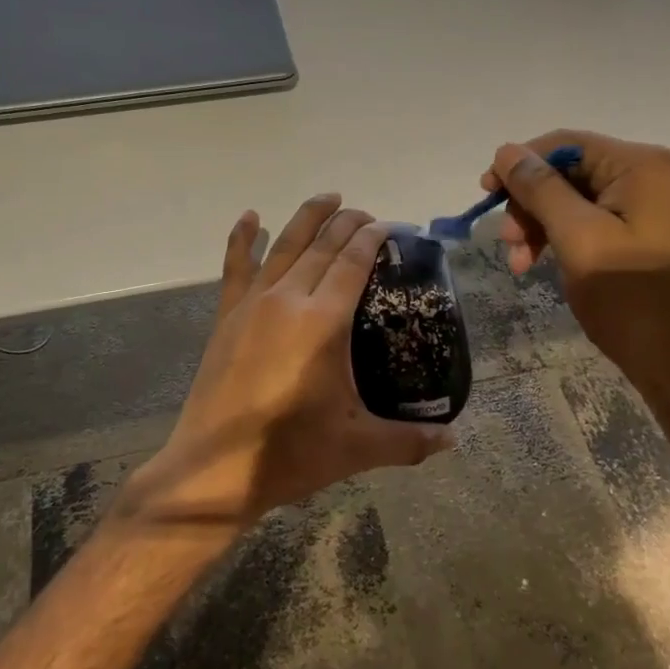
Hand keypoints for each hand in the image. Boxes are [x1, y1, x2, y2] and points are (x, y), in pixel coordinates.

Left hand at [122, 195, 454, 533]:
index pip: (353, 262)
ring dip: (308, 217)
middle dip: (348, 223)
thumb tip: (454, 440)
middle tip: (368, 215)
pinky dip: (243, 238)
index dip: (372, 237)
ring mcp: (253, 304)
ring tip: (328, 197)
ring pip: (284, 245)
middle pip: (322, 246)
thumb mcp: (358, 447)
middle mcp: (288, 299)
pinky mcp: (227, 316)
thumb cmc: (290, 454)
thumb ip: (410, 441)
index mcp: (323, 321)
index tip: (390, 226)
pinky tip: (250, 216)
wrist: (214, 471)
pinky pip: (236, 266)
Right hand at [482, 130, 669, 374]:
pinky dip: (566, 237)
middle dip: (532, 203)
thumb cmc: (631, 299)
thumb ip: (540, 189)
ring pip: (580, 198)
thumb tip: (506, 151)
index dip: (520, 165)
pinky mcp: (654, 232)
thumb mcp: (578, 239)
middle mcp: (657, 174)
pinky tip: (544, 262)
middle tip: (506, 242)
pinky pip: (598, 219)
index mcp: (645, 166)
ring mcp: (659, 205)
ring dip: (543, 224)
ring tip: (519, 262)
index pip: (566, 145)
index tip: (485, 194)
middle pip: (572, 171)